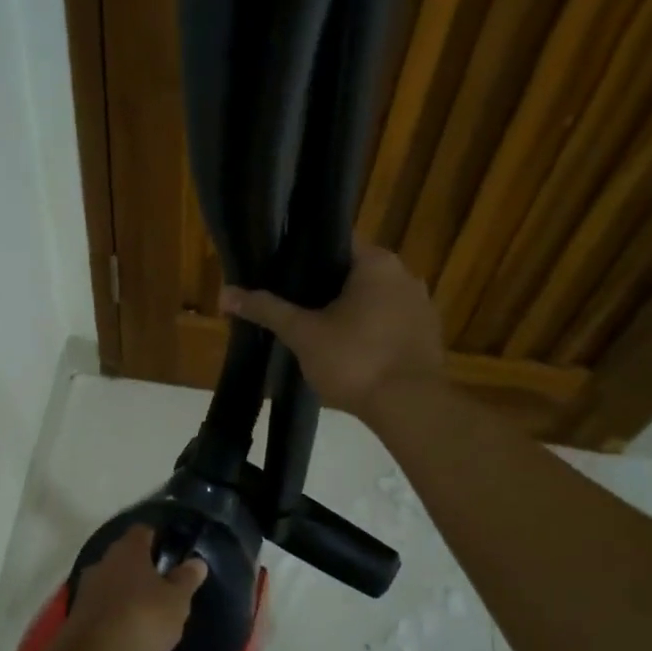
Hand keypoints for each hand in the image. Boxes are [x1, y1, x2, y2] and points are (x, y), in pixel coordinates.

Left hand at [66, 526, 207, 650]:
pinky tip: (124, 627)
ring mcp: (87, 586)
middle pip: (124, 555)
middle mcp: (104, 560)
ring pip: (110, 579)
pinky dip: (112, 610)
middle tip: (161, 584)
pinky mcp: (77, 612)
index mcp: (129, 550)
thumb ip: (186, 580)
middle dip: (140, 567)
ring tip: (144, 609)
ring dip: (125, 590)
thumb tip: (197, 561)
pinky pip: (100, 603)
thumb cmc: (142, 618)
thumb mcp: (176, 601)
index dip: (156, 538)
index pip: (143, 531)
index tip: (169, 552)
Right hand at [220, 242, 447, 418]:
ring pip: (372, 300)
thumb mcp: (302, 334)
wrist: (408, 407)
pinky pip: (389, 324)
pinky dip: (369, 332)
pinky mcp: (427, 336)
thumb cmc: (354, 360)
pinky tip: (348, 352)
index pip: (334, 243)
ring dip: (348, 312)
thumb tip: (225, 294)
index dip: (303, 256)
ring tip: (315, 331)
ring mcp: (421, 305)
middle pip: (352, 272)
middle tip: (291, 306)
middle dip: (323, 288)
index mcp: (376, 262)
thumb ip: (267, 310)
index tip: (280, 274)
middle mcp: (405, 274)